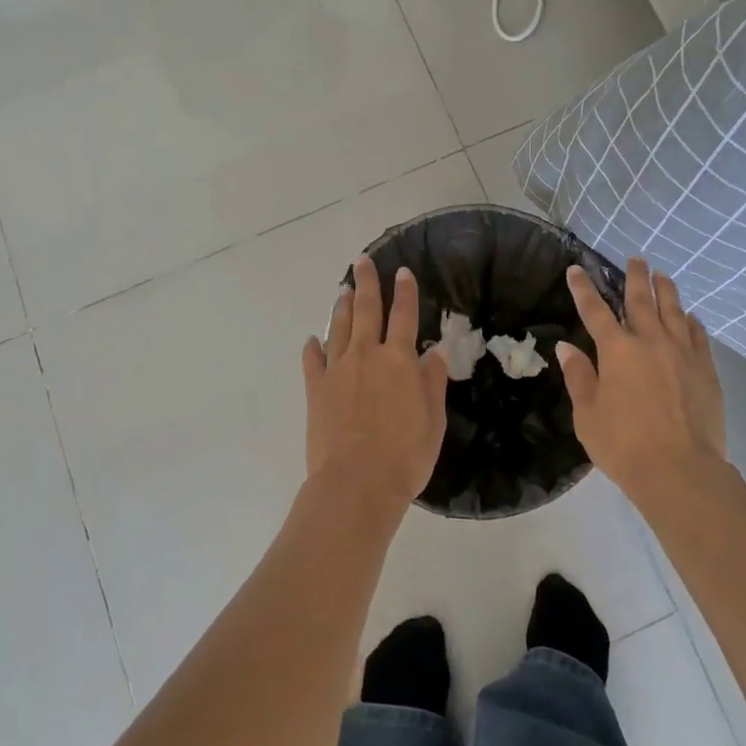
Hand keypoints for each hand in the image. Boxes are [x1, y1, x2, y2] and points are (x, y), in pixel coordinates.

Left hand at [302, 257, 447, 511]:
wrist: (356, 484)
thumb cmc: (405, 456)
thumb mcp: (433, 421)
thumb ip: (432, 383)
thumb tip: (433, 354)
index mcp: (399, 361)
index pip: (405, 316)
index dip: (406, 292)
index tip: (403, 271)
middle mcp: (366, 355)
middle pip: (366, 310)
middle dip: (367, 283)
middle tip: (363, 261)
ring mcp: (337, 370)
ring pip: (338, 328)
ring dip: (341, 306)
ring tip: (343, 290)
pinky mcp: (315, 389)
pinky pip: (312, 361)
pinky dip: (313, 347)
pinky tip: (312, 339)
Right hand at [560, 258, 726, 505]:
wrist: (681, 471)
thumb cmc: (624, 445)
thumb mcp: (588, 415)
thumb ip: (578, 377)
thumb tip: (566, 347)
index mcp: (616, 350)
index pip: (595, 310)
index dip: (583, 288)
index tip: (576, 269)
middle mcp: (650, 341)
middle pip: (641, 300)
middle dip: (635, 277)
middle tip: (635, 259)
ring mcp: (682, 353)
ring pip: (673, 311)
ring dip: (666, 290)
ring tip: (663, 276)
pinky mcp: (705, 370)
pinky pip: (698, 336)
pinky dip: (692, 322)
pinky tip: (690, 317)